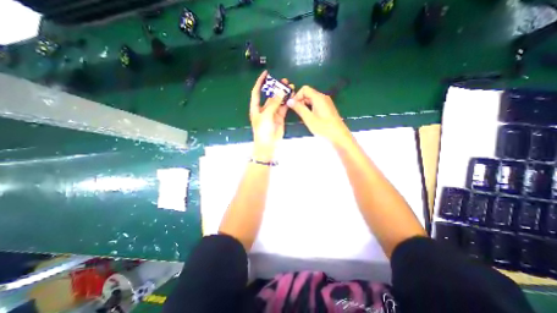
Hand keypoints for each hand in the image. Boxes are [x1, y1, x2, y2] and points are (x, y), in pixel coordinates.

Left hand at [248, 69, 292, 161]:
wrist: (268, 144)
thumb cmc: (263, 130)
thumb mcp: (266, 115)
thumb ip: (274, 103)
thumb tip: (281, 90)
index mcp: (256, 108)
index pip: (256, 92)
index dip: (260, 82)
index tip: (266, 73)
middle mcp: (264, 109)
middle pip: (270, 96)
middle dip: (276, 88)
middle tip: (284, 81)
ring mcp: (272, 113)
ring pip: (278, 101)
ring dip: (283, 94)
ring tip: (290, 86)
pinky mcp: (280, 117)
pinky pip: (283, 107)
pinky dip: (287, 102)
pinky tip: (291, 96)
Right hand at [289, 85, 348, 145]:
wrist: (339, 137)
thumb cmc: (323, 128)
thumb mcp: (309, 119)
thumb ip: (299, 108)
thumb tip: (289, 101)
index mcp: (319, 97)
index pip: (304, 89)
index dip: (297, 96)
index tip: (293, 106)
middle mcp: (323, 97)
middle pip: (308, 94)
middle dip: (300, 102)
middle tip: (297, 113)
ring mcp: (326, 103)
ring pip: (311, 100)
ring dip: (305, 106)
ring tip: (302, 117)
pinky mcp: (327, 109)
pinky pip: (316, 105)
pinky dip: (310, 109)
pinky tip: (309, 118)